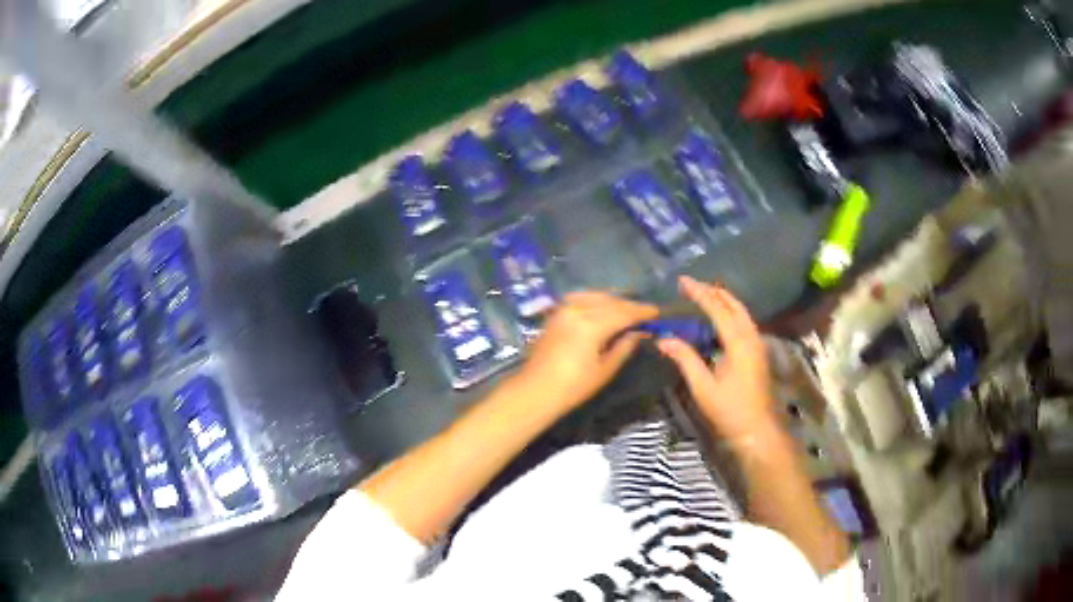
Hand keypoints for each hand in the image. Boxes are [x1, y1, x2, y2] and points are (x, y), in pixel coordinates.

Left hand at [513, 291, 658, 412]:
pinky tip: (602, 307)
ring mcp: (563, 309)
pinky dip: (595, 299)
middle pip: (610, 301)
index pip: (624, 312)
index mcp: (591, 325)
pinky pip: (579, 298)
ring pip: (595, 296)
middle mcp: (577, 310)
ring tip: (626, 310)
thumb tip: (639, 332)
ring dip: (613, 300)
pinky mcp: (555, 314)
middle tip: (645, 313)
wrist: (535, 391)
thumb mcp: (604, 370)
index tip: (658, 313)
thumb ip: (624, 346)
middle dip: (629, 305)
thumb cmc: (573, 387)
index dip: (642, 311)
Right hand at [657, 276, 779, 443]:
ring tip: (704, 294)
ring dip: (723, 300)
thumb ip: (685, 359)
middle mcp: (751, 337)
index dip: (699, 293)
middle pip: (733, 305)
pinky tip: (719, 318)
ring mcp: (757, 344)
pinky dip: (730, 312)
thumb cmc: (729, 410)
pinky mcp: (757, 353)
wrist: (757, 430)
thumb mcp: (703, 387)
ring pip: (741, 312)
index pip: (717, 309)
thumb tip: (664, 338)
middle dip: (713, 291)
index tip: (682, 280)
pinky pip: (744, 322)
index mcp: (738, 342)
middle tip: (692, 284)